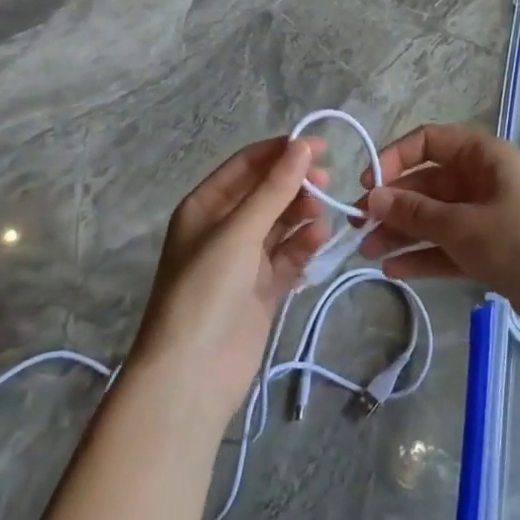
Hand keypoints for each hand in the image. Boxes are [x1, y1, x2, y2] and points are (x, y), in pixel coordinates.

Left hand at [130, 136, 330, 429]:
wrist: (192, 374)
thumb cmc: (206, 290)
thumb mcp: (238, 232)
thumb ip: (274, 189)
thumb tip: (302, 144)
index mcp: (205, 207)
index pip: (247, 165)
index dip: (281, 151)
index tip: (319, 146)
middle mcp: (224, 228)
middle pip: (267, 193)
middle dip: (296, 185)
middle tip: (326, 184)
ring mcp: (244, 260)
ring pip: (282, 223)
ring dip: (304, 215)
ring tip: (323, 218)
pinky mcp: (263, 288)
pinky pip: (289, 256)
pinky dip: (305, 246)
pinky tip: (319, 242)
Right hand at [357, 123, 519, 324]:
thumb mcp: (463, 225)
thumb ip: (415, 212)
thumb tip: (372, 197)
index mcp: (484, 156)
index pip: (429, 141)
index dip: (396, 157)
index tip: (368, 183)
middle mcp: (483, 179)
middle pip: (427, 182)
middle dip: (393, 202)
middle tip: (358, 226)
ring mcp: (486, 216)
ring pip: (434, 216)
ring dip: (401, 231)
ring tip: (367, 252)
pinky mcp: (488, 249)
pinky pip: (446, 245)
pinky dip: (422, 255)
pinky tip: (393, 269)